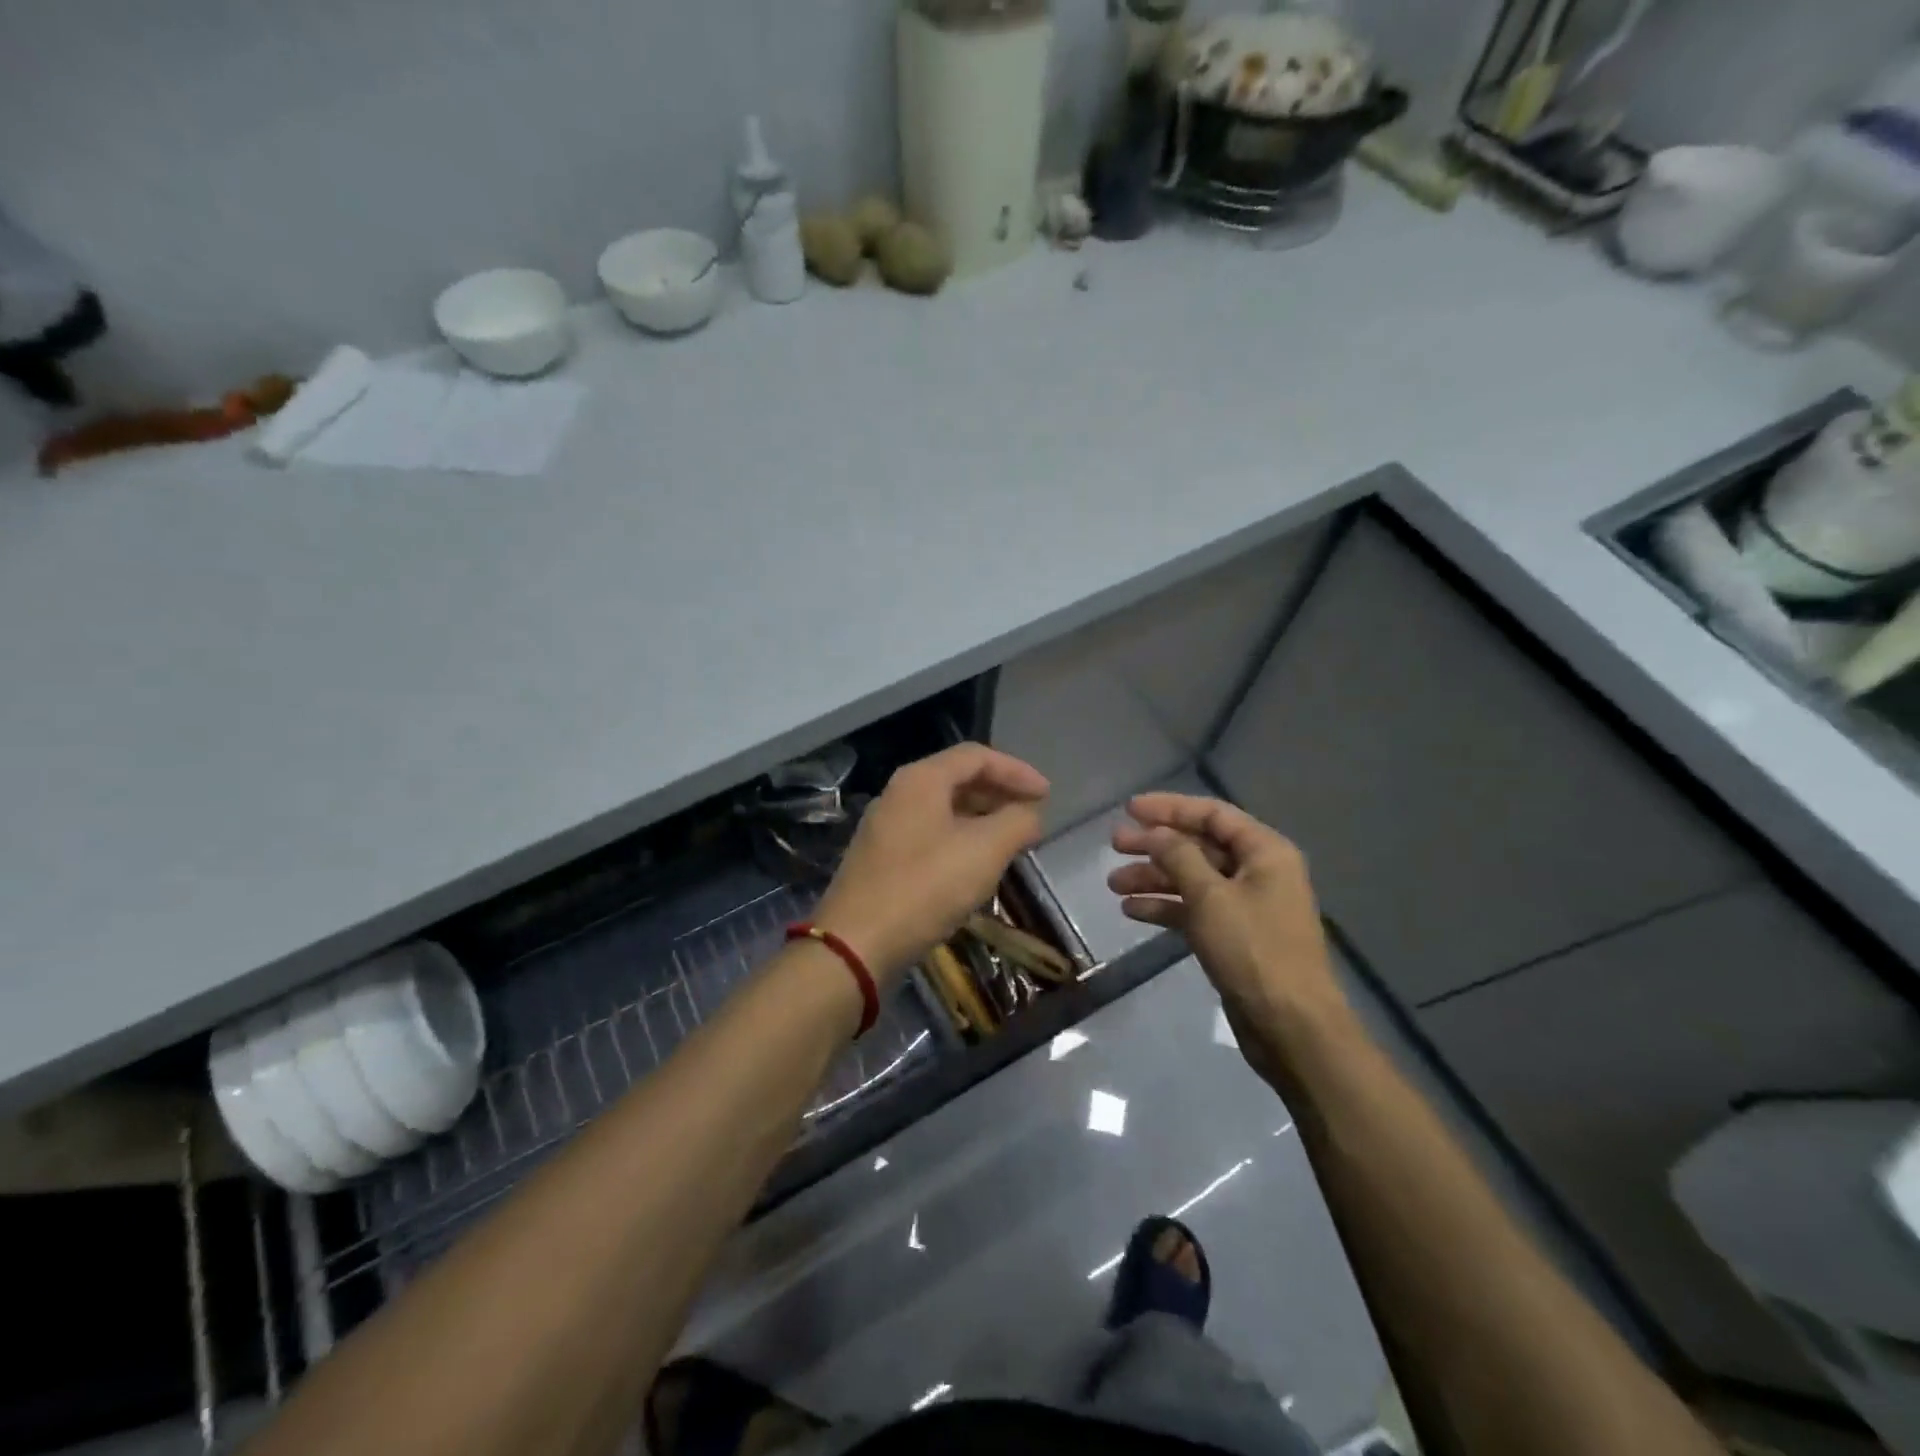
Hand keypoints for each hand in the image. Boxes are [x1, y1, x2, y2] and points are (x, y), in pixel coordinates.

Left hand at [814, 744, 1048, 982]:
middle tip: (1031, 817)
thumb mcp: (985, 851)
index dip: (1016, 771)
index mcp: (920, 780)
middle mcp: (898, 794)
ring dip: (981, 819)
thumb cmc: (926, 887)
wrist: (857, 943)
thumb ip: (1016, 823)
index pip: (977, 756)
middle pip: (958, 779)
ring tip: (1011, 842)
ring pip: (943, 810)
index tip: (1046, 795)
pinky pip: (930, 835)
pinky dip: (960, 840)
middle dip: (999, 794)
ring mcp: (886, 827)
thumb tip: (1030, 814)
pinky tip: (976, 867)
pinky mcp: (881, 859)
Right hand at [1107, 793, 1352, 1078]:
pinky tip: (1131, 911)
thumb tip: (1154, 832)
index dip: (1169, 808)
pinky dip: (1165, 907)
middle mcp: (1257, 872)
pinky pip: (1193, 910)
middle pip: (1199, 846)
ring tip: (1113, 884)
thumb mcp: (1210, 896)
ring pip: (1192, 879)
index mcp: (1264, 852)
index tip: (1129, 809)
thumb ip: (1178, 856)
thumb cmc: (1253, 950)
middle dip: (1155, 845)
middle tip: (1114, 845)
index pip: (1212, 814)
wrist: (1290, 1026)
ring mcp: (1245, 906)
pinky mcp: (1233, 937)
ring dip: (1153, 878)